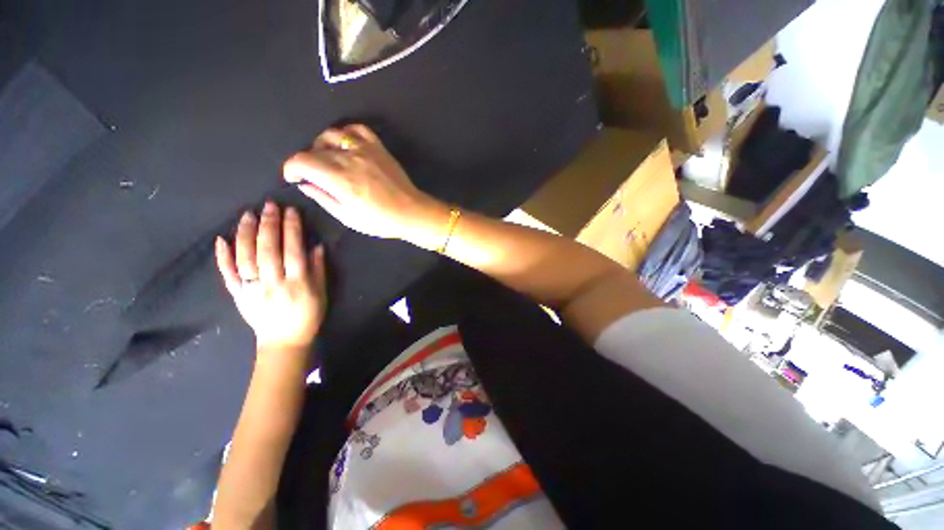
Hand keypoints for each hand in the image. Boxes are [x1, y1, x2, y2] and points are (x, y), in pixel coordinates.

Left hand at [215, 202, 326, 360]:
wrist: (284, 341)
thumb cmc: (308, 315)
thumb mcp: (321, 293)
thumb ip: (318, 269)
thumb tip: (316, 246)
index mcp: (297, 283)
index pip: (293, 250)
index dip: (292, 229)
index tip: (291, 211)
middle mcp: (272, 283)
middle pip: (268, 250)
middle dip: (269, 225)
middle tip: (269, 205)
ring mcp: (252, 289)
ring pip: (246, 257)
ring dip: (246, 234)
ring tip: (248, 214)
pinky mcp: (238, 295)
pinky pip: (227, 275)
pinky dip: (222, 257)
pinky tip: (221, 239)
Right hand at [282, 125, 447, 243]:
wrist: (411, 212)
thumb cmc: (380, 221)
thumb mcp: (348, 217)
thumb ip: (323, 198)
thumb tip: (305, 184)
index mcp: (340, 179)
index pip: (301, 160)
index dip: (291, 168)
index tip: (294, 178)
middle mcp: (350, 159)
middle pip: (314, 149)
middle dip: (307, 162)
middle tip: (315, 176)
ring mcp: (365, 150)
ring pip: (332, 134)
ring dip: (322, 145)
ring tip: (327, 159)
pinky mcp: (378, 148)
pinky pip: (356, 129)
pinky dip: (345, 133)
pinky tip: (345, 145)